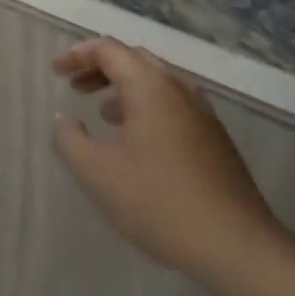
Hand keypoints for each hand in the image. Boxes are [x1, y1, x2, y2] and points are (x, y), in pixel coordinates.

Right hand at [52, 38, 286, 285]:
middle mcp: (179, 88)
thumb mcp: (97, 172)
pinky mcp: (216, 139)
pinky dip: (147, 108)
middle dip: (101, 68)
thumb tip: (65, 119)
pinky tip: (138, 143)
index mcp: (150, 85)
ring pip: (157, 83)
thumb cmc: (159, 201)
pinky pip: (173, 106)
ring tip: (103, 114)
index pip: (108, 49)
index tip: (57, 72)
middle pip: (134, 60)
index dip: (78, 55)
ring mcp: (203, 113)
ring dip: (125, 89)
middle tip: (77, 87)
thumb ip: (70, 139)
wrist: (237, 246)